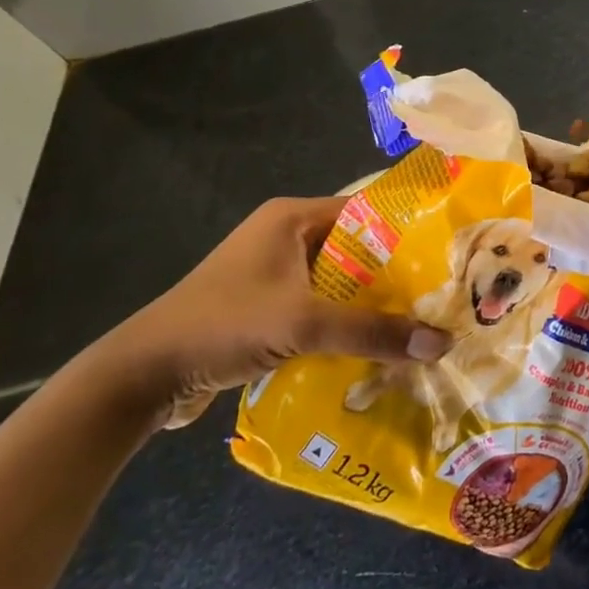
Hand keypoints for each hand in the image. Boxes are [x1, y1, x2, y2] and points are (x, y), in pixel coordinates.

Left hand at [82, 197, 450, 428]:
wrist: (140, 377)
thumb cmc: (222, 326)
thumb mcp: (303, 324)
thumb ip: (373, 332)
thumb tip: (442, 343)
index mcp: (292, 217)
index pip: (368, 212)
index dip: (408, 231)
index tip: (448, 255)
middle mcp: (286, 237)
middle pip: (358, 250)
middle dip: (396, 275)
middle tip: (442, 295)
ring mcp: (274, 274)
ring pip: (341, 282)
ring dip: (371, 304)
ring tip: (421, 322)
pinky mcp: (266, 307)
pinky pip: (321, 308)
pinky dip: (346, 324)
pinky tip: (377, 346)